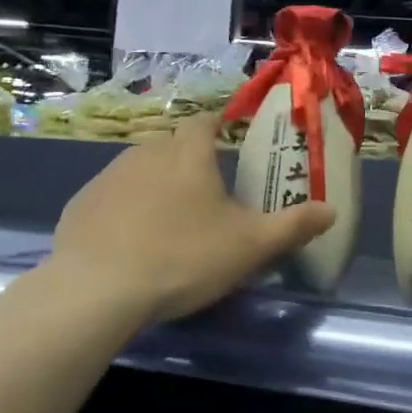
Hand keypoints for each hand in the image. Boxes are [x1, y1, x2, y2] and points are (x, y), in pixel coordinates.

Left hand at [48, 114, 336, 324]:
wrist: (98, 290)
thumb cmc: (184, 258)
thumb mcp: (250, 246)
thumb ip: (293, 225)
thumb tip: (331, 210)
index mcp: (188, 154)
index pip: (205, 121)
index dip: (218, 126)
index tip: (229, 140)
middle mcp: (145, 153)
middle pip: (171, 144)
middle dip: (188, 159)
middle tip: (206, 191)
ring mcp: (107, 177)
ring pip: (138, 168)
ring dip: (155, 183)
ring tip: (169, 219)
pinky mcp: (80, 205)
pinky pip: (110, 197)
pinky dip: (124, 209)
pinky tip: (130, 241)